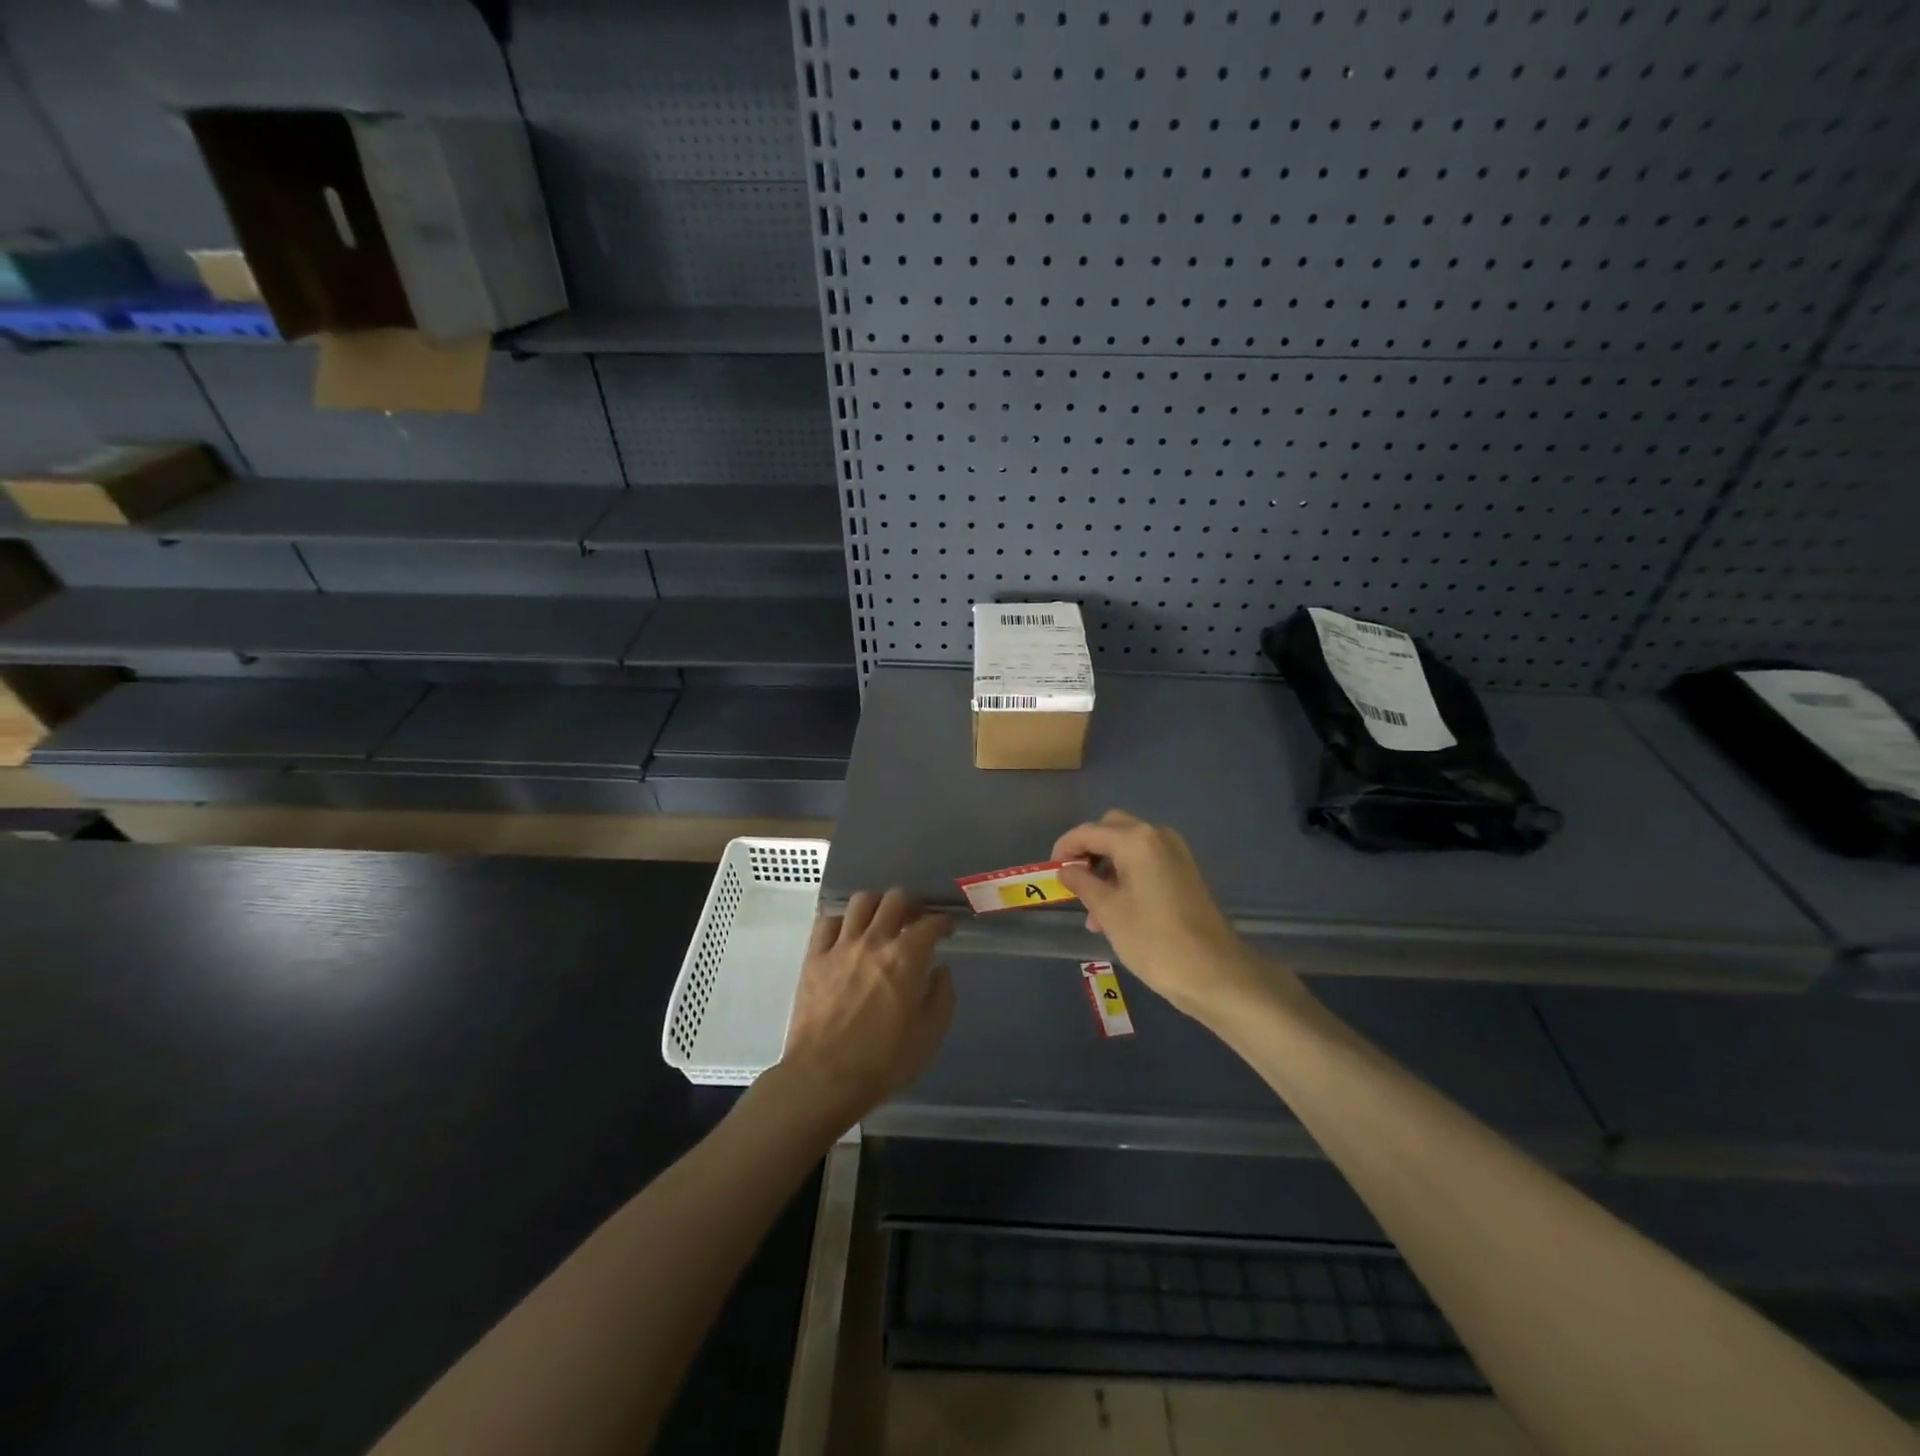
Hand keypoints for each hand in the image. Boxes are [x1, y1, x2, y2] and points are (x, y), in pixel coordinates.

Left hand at [778, 889, 955, 1125]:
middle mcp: (874, 941)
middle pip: (895, 899)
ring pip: (860, 902)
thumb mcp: (929, 1035)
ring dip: (876, 905)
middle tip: (914, 920)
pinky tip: (846, 934)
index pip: (930, 924)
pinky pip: (826, 922)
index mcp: (906, 958)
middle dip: (911, 904)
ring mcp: (840, 946)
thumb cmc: (883, 1062)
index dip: (943, 922)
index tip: (946, 929)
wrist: (824, 1078)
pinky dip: (841, 921)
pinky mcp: (814, 957)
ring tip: (880, 919)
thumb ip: (942, 996)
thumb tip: (941, 970)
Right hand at [1053, 810, 1274, 1019]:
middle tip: (1072, 880)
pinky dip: (1126, 877)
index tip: (1050, 870)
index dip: (1065, 848)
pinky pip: (1146, 863)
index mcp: (1136, 840)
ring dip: (1106, 868)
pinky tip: (1116, 912)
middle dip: (1088, 851)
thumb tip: (1066, 870)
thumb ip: (1082, 883)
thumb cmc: (1153, 939)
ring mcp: (1175, 854)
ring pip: (1129, 848)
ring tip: (1091, 912)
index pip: (1089, 831)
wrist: (1214, 972)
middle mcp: (1157, 837)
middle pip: (1111, 830)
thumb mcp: (1108, 911)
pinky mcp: (1185, 873)